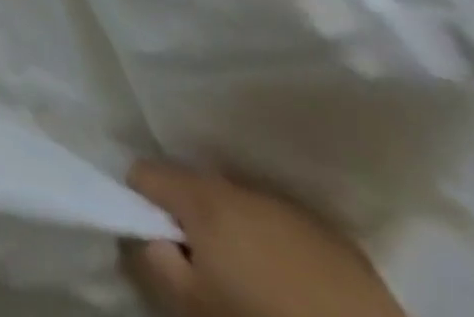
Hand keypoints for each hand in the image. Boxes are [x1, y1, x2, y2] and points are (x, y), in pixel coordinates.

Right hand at [120, 163, 405, 316]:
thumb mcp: (193, 306)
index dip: (139, 205)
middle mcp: (242, 186)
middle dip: (190, 219)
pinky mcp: (336, 238)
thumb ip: (151, 260)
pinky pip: (282, 226)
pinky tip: (292, 285)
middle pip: (193, 186)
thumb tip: (138, 235)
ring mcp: (292, 208)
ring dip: (234, 231)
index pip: (142, 171)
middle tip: (204, 269)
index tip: (157, 245)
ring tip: (251, 279)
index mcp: (202, 193)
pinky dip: (275, 245)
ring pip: (240, 204)